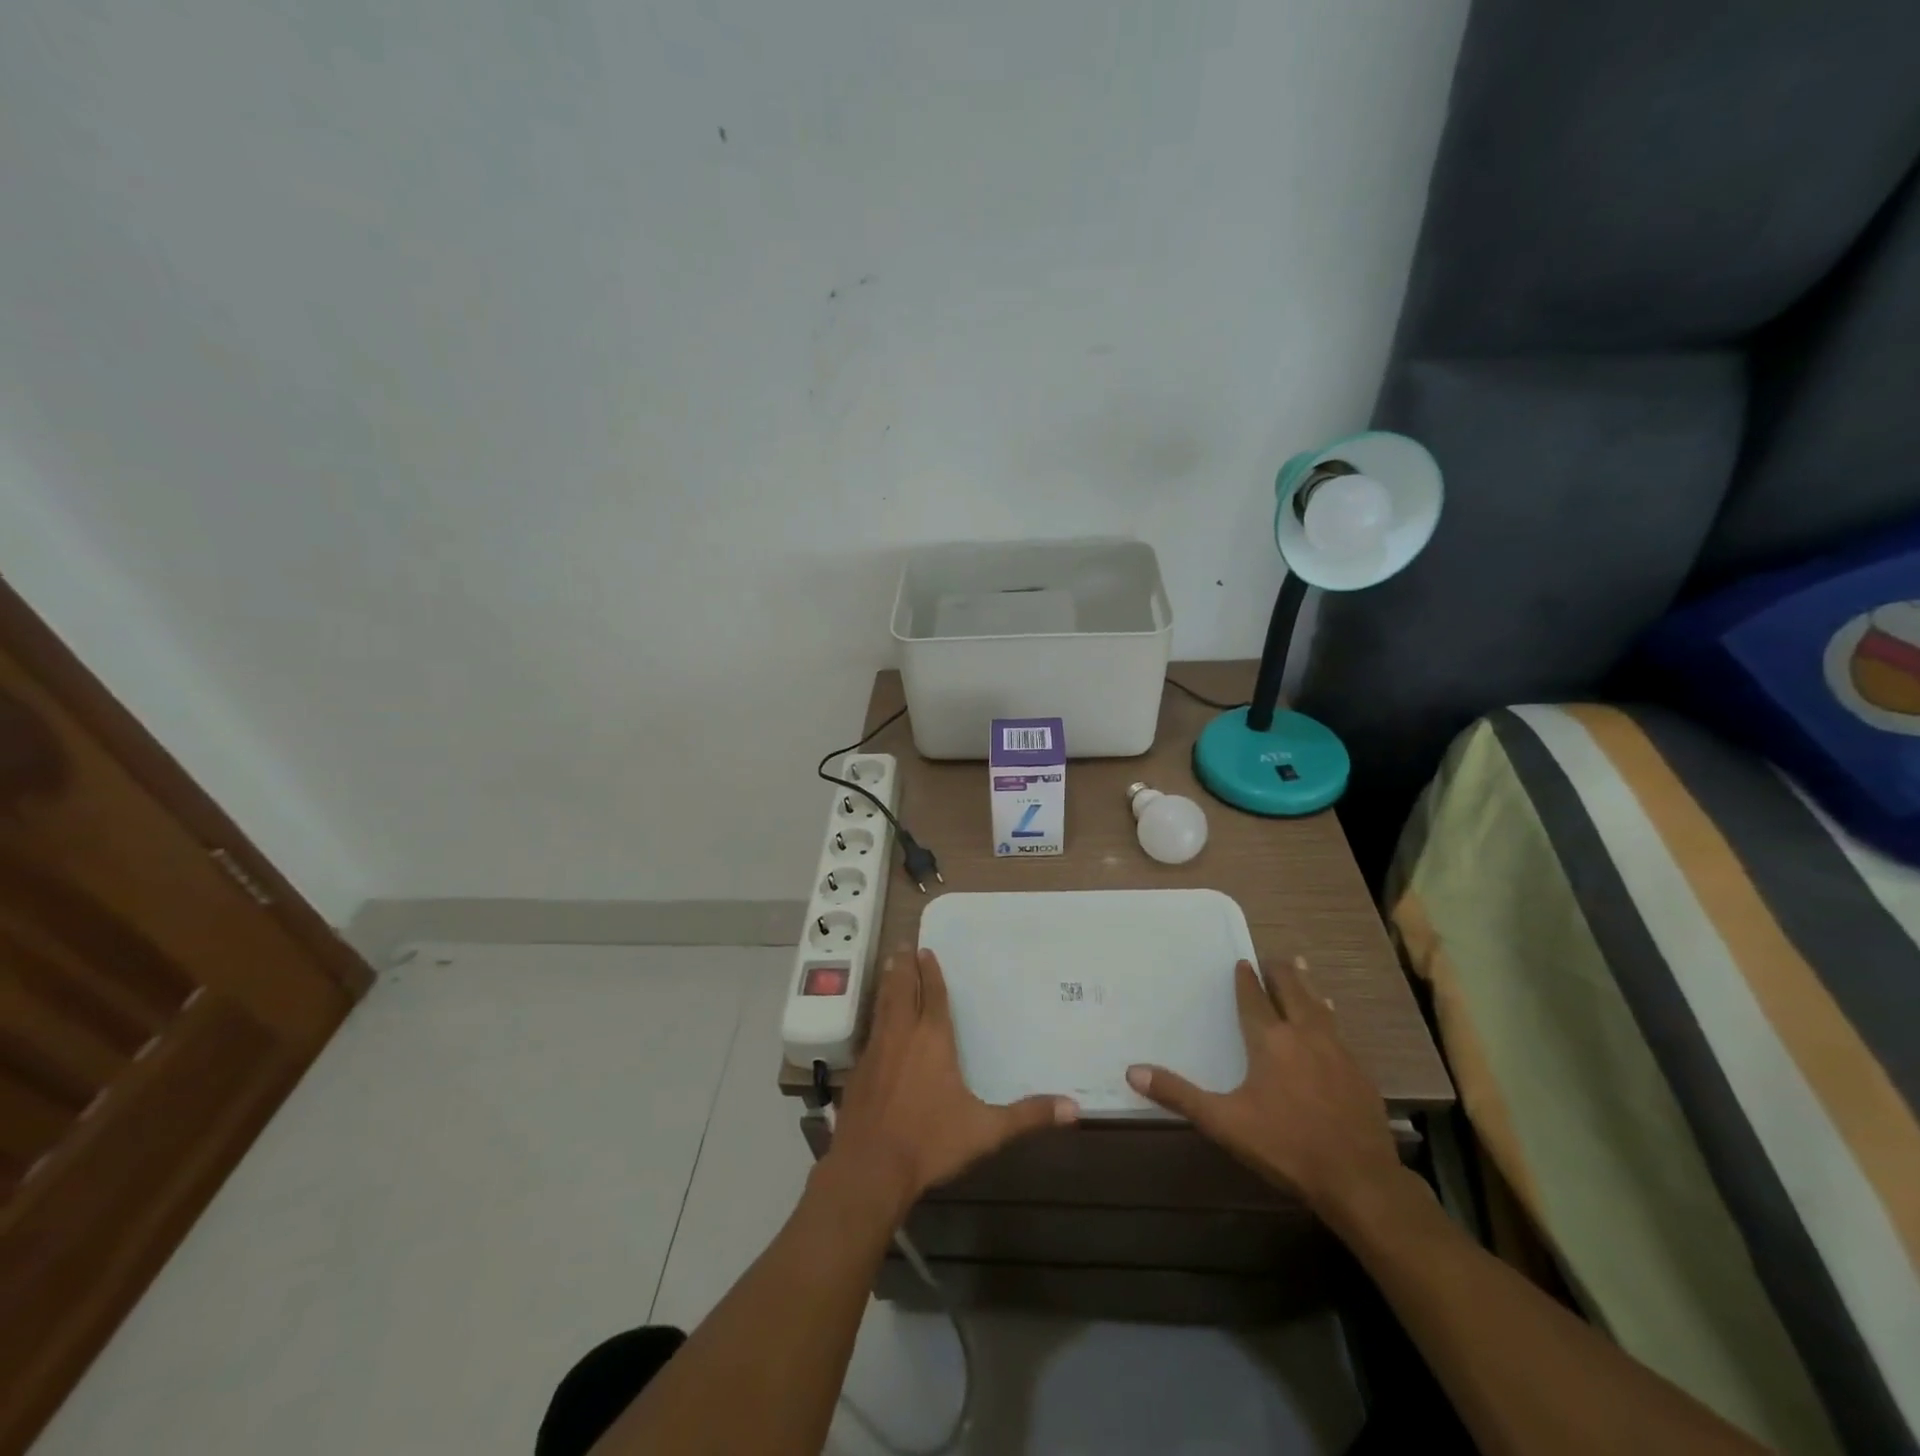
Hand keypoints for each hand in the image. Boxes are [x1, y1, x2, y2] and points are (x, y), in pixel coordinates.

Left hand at [824, 948, 1077, 1220]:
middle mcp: (902, 1034)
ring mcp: (876, 1051)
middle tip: (904, 945)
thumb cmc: (930, 1142)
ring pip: (883, 1005)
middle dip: (905, 966)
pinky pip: (870, 1030)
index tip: (926, 950)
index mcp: (933, 1038)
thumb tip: (1074, 1108)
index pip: (932, 994)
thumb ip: (1028, 1115)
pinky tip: (876, 1020)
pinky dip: (875, 1014)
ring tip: (889, 965)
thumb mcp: (986, 1130)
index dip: (930, 972)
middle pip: (902, 990)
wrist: (869, 1167)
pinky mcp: (858, 1070)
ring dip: (887, 983)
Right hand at [1127, 956, 1401, 1225]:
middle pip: (1291, 991)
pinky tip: (1332, 1020)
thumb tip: (1133, 1072)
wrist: (1360, 1181)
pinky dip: (1328, 1016)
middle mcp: (1304, 1035)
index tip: (1242, 963)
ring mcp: (1337, 1052)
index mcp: (1270, 1041)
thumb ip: (1179, 1095)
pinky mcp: (1359, 1073)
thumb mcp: (1224, 1123)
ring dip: (1307, 986)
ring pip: (1319, 1006)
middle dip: (1280, 972)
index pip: (1254, 999)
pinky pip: (1339, 1031)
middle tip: (1271, 958)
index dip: (1246, 980)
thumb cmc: (1286, 1147)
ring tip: (1301, 968)